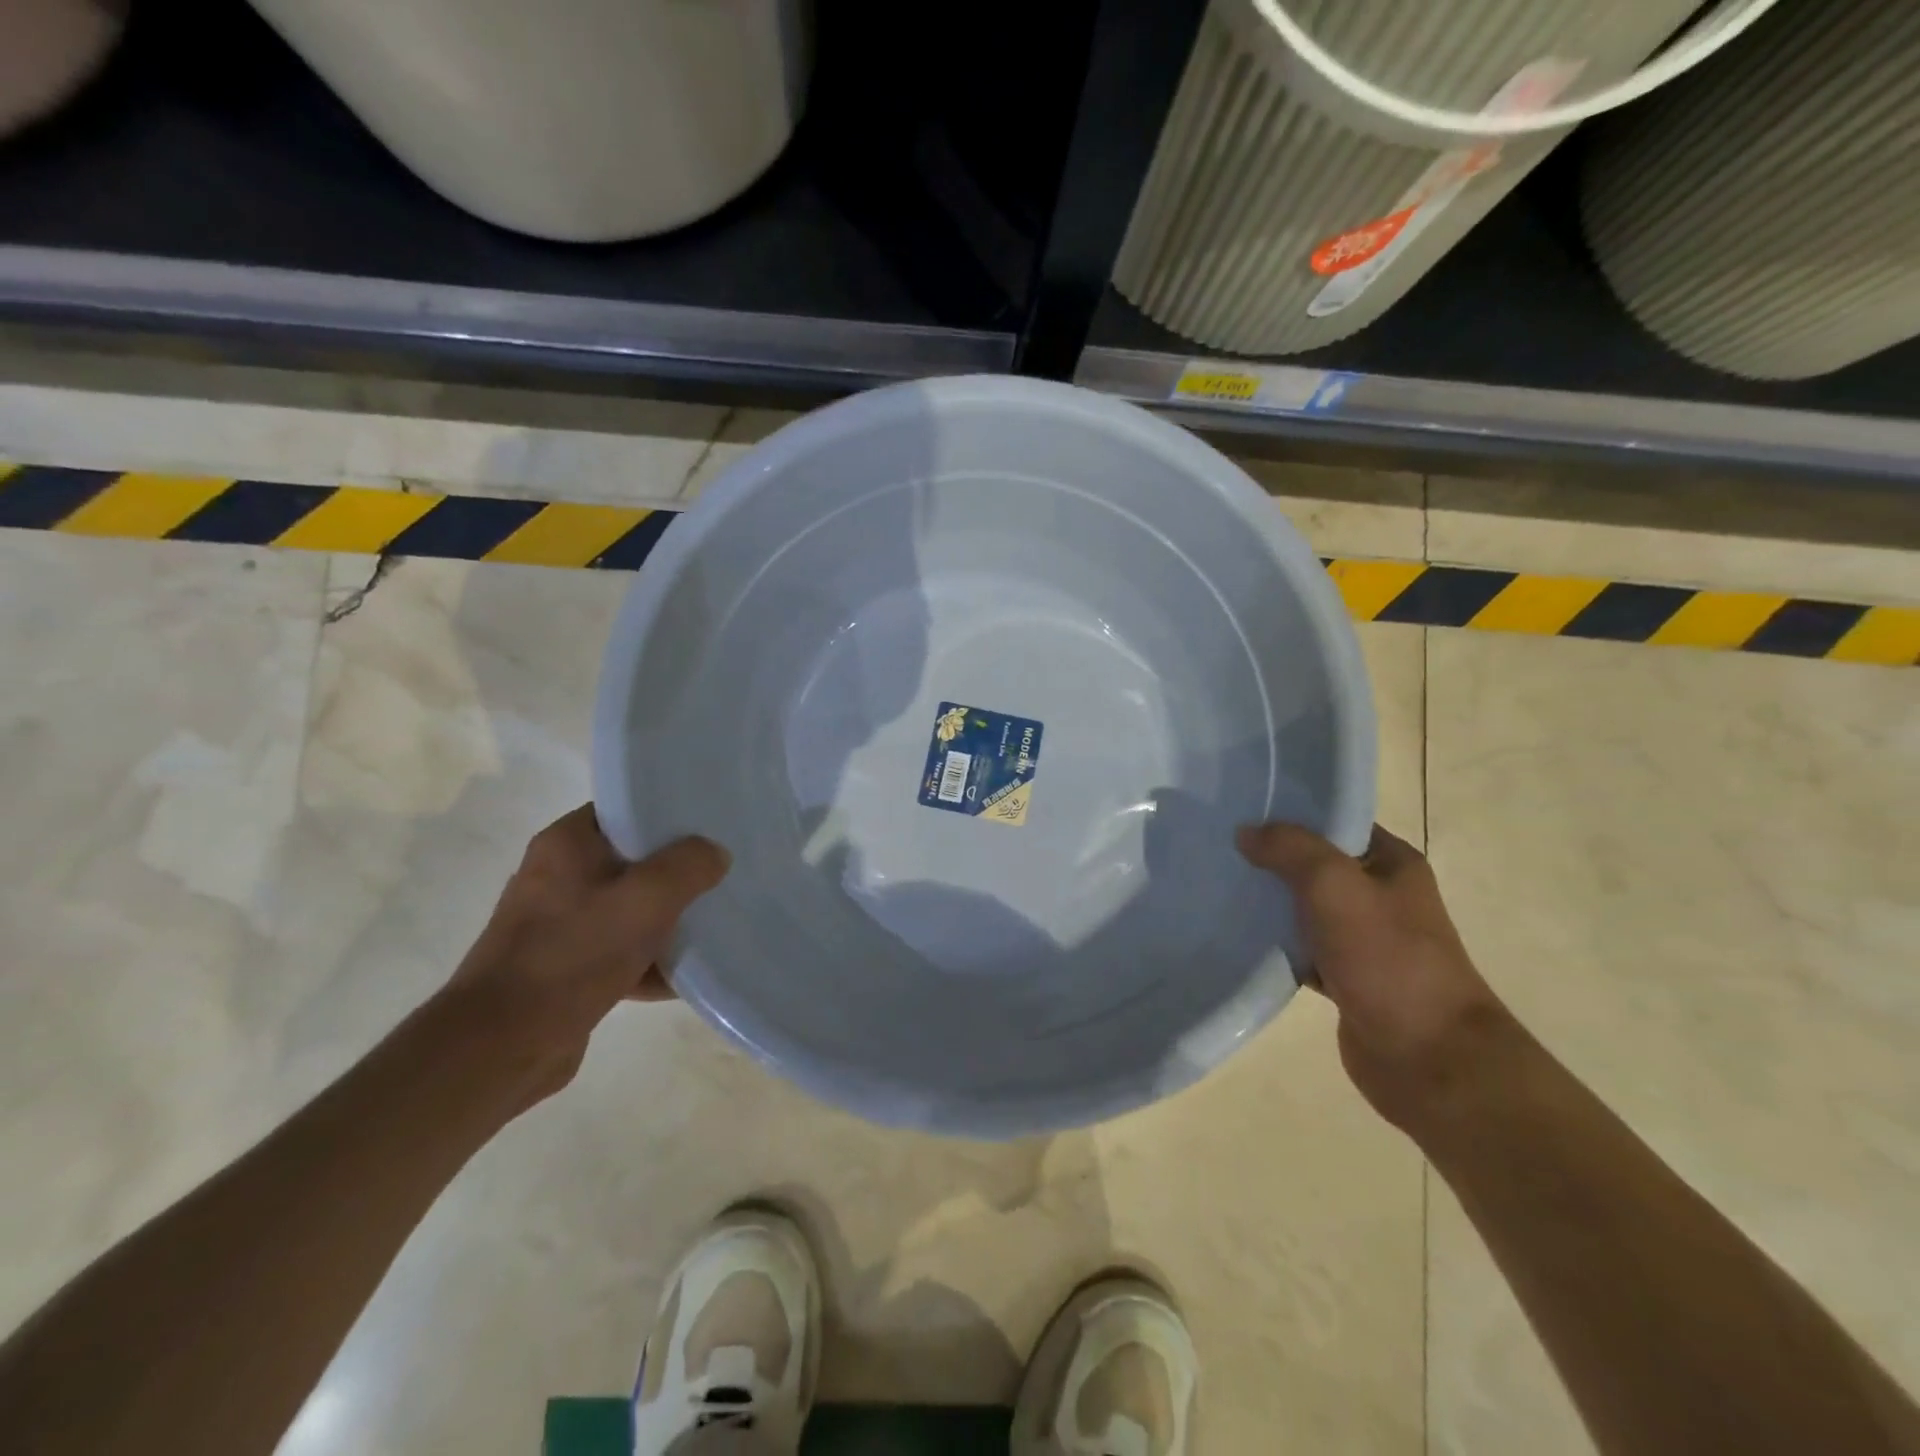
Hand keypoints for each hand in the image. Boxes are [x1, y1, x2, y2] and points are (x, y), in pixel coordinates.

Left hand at [443, 805, 728, 1107]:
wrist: (501, 1046)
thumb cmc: (574, 954)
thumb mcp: (647, 899)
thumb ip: (689, 866)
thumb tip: (715, 853)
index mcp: (567, 844)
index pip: (626, 811)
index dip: (669, 816)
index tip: (709, 829)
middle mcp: (557, 876)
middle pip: (633, 862)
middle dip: (676, 874)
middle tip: (719, 878)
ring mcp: (558, 924)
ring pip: (629, 910)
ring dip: (666, 923)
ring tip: (711, 929)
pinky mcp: (563, 968)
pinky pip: (618, 952)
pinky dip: (648, 962)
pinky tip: (683, 979)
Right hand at [1237, 821, 1509, 1134]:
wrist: (1428, 1058)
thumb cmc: (1388, 959)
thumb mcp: (1335, 886)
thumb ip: (1290, 849)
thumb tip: (1246, 832)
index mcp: (1392, 864)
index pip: (1336, 822)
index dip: (1292, 814)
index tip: (1242, 810)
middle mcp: (1381, 896)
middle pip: (1315, 865)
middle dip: (1271, 858)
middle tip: (1219, 848)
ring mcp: (1364, 940)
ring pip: (1304, 908)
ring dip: (1269, 903)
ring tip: (1219, 888)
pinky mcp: (1346, 978)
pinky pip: (1301, 949)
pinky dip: (1275, 945)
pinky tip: (1238, 939)